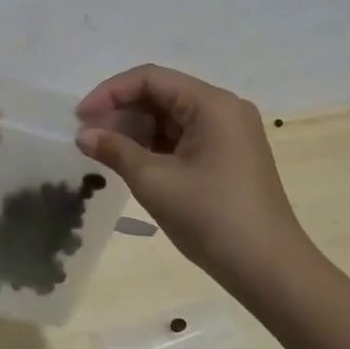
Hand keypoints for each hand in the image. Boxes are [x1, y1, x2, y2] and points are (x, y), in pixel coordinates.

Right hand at [75, 63, 310, 287]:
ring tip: (103, 150)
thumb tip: (83, 135)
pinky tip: (130, 161)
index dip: (110, 92)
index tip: (80, 117)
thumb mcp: (155, 182)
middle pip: (161, 94)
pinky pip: (183, 137)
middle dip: (121, 111)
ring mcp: (229, 133)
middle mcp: (223, 109)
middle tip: (87, 136)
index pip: (150, 79)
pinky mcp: (228, 156)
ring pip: (170, 117)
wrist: (269, 270)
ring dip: (135, 129)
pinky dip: (154, 145)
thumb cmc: (211, 218)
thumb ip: (115, 150)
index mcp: (212, 104)